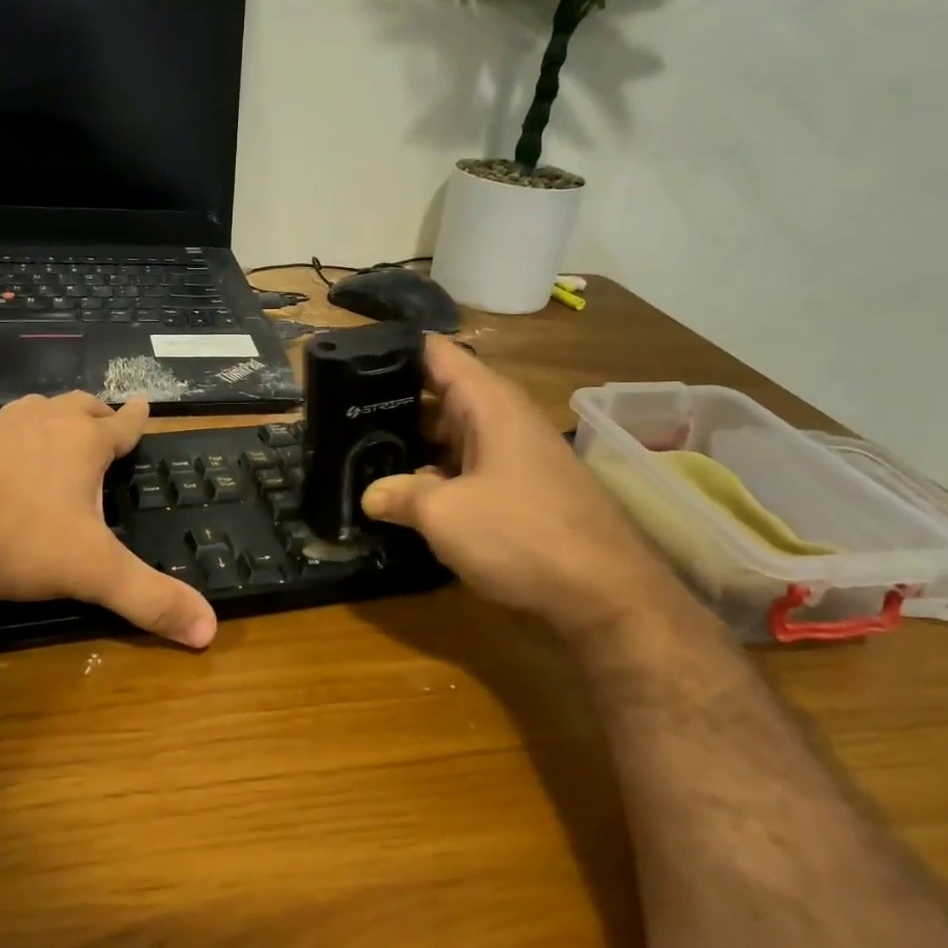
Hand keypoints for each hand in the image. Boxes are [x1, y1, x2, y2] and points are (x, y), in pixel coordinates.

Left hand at [0, 392, 217, 648]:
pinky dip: (8, 438)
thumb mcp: (91, 572)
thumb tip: (209, 631)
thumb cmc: (15, 538)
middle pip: (78, 406)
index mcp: (81, 443)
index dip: (138, 418)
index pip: (122, 424)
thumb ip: (149, 599)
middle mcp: (41, 422)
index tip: (146, 404)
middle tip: (105, 423)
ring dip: (51, 418)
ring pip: (34, 410)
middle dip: (97, 413)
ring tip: (55, 433)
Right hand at [362, 337, 673, 641]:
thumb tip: (370, 495)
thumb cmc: (522, 536)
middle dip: (391, 404)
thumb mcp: (445, 515)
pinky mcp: (519, 490)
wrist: (607, 596)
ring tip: (357, 454)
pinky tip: (402, 496)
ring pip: (451, 436)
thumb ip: (400, 495)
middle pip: (439, 394)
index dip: (392, 351)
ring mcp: (514, 456)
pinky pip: (467, 468)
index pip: (435, 353)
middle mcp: (503, 419)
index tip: (347, 362)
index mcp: (489, 404)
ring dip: (411, 446)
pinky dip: (435, 475)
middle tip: (339, 417)